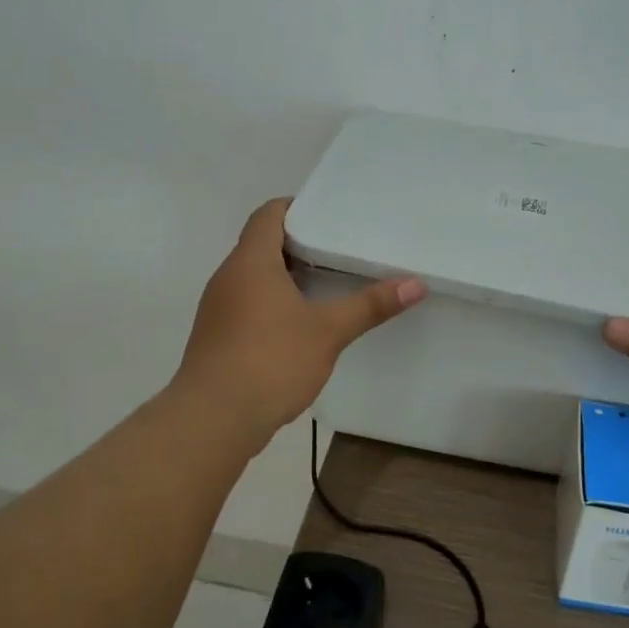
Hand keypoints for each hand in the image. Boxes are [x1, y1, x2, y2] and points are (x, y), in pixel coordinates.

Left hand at [175, 198, 425, 437]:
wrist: (212, 420)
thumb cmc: (270, 361)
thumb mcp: (328, 331)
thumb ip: (371, 305)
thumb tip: (416, 284)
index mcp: (251, 262)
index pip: (269, 214)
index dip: (297, 207)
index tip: (330, 216)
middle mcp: (228, 277)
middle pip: (262, 244)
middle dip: (300, 244)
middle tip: (340, 250)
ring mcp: (218, 309)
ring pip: (254, 277)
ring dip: (287, 277)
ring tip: (327, 285)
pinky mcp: (217, 337)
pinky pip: (247, 304)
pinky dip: (273, 303)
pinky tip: (300, 325)